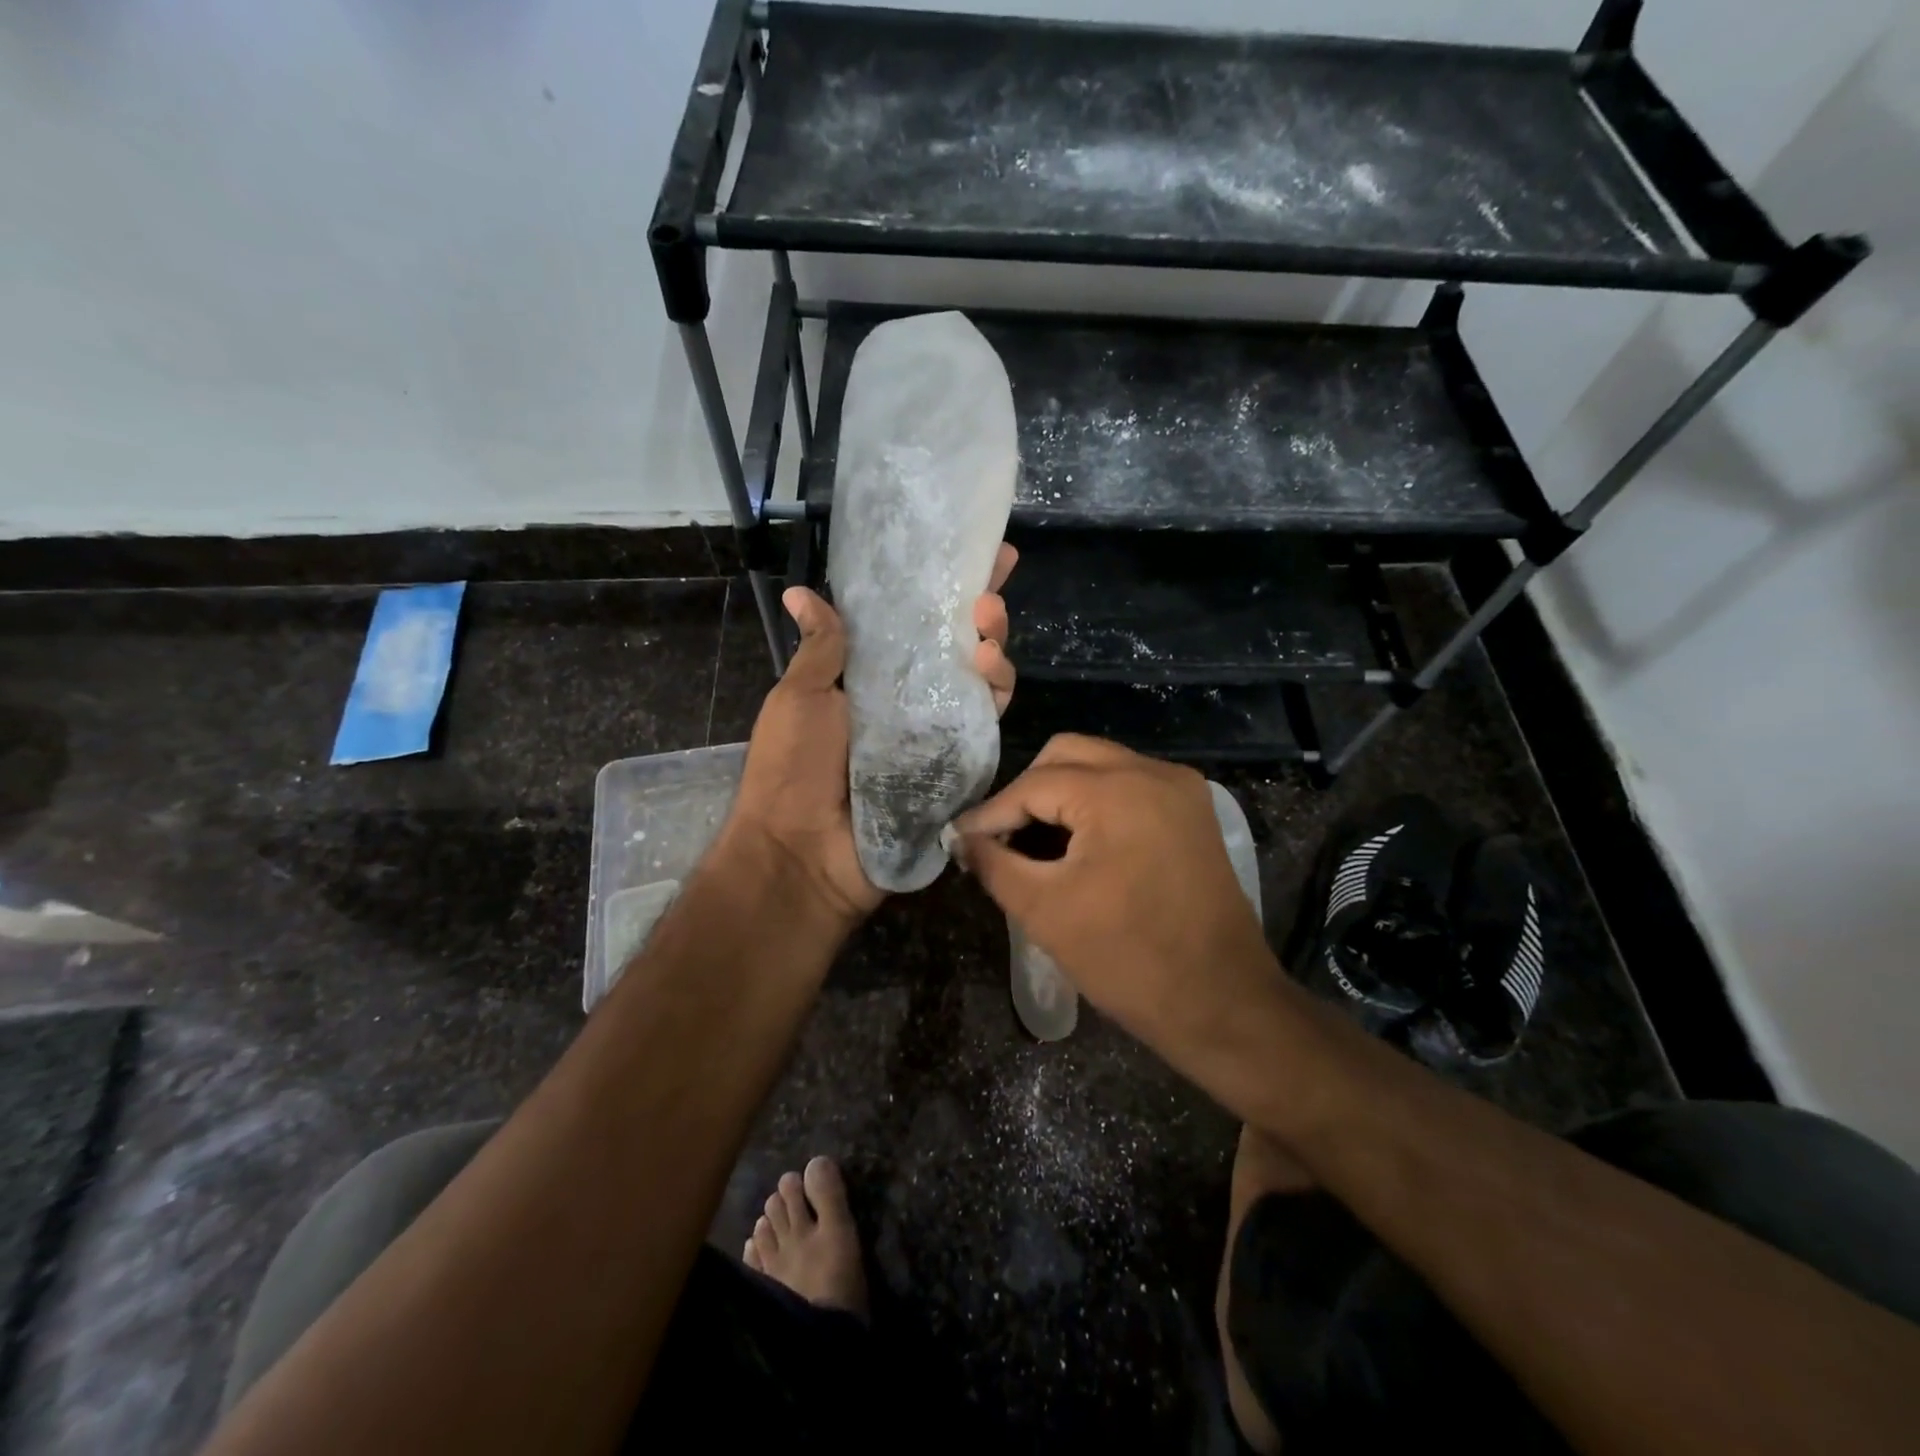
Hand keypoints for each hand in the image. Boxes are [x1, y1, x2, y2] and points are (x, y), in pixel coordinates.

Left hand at [723, 545, 1018, 926]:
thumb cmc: (791, 769)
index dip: (939, 591)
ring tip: (987, 629)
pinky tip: (990, 670)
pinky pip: (984, 724)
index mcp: (869, 678)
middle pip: (957, 648)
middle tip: (987, 591)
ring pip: (979, 681)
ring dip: (992, 648)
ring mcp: (935, 733)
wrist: (802, 851)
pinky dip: (993, 694)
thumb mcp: (798, 698)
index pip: (912, 624)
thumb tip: (800, 593)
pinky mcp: (956, 765)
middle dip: (979, 613)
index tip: (973, 556)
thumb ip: (820, 648)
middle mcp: (909, 700)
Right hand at [955, 735, 1275, 1054]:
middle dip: (1027, 789)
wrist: (1224, 1004)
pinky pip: (1131, 784)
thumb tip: (962, 839)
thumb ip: (994, 864)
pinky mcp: (1194, 812)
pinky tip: (1079, 841)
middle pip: (1068, 754)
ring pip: (1101, 763)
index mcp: (1117, 791)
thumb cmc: (1128, 959)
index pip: (1033, 784)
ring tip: (1034, 838)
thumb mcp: (1045, 911)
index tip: (960, 839)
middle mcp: (1153, 772)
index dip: (991, 813)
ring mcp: (1181, 789)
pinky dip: (1097, 801)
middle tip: (1001, 834)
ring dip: (1062, 792)